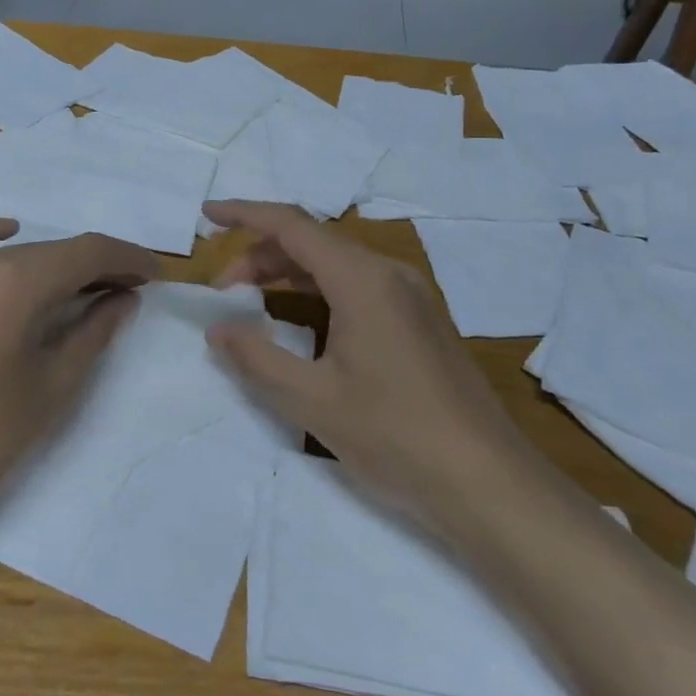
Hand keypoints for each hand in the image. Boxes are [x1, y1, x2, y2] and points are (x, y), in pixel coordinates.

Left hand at [0, 218, 158, 549]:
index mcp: (15, 283)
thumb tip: (125, 297)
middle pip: (52, 251)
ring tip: (83, 285)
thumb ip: (96, 329)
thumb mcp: (57, 383)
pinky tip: (7, 234)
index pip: (87, 252)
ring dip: (53, 262)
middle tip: (126, 290)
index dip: (128, 259)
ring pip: (14, 252)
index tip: (155, 275)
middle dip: (96, 266)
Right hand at [203, 200, 536, 521]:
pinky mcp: (421, 323)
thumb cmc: (394, 435)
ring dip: (289, 273)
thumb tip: (218, 329)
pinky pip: (359, 288)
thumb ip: (256, 358)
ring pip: (338, 265)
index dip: (245, 214)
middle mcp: (391, 275)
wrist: (487, 482)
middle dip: (261, 255)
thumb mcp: (311, 400)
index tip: (208, 214)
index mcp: (363, 280)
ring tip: (251, 303)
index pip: (292, 225)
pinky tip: (302, 323)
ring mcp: (412, 298)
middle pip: (314, 243)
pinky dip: (319, 292)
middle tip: (223, 291)